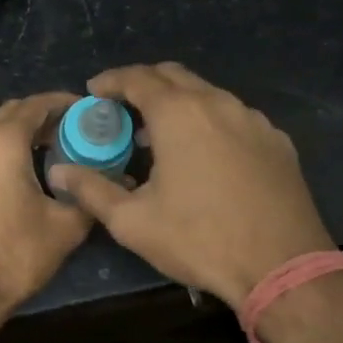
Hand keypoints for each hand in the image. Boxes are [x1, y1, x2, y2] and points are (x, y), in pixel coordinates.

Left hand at [0, 92, 93, 322]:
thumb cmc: (14, 255)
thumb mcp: (66, 226)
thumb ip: (88, 194)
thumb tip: (105, 182)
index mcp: (0, 141)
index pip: (36, 105)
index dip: (62, 103)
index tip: (83, 109)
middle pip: (8, 115)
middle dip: (37, 118)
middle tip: (65, 133)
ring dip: (12, 137)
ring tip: (38, 154)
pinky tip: (4, 179)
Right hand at [47, 63, 334, 308]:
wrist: (284, 267)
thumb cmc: (200, 239)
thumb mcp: (133, 222)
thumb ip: (91, 190)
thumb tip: (59, 172)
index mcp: (179, 113)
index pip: (137, 78)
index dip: (111, 81)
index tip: (93, 91)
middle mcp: (218, 103)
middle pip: (174, 75)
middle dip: (143, 84)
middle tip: (122, 107)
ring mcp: (253, 119)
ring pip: (207, 94)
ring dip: (178, 103)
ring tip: (159, 135)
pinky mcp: (277, 141)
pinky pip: (234, 117)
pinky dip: (209, 122)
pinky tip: (204, 155)